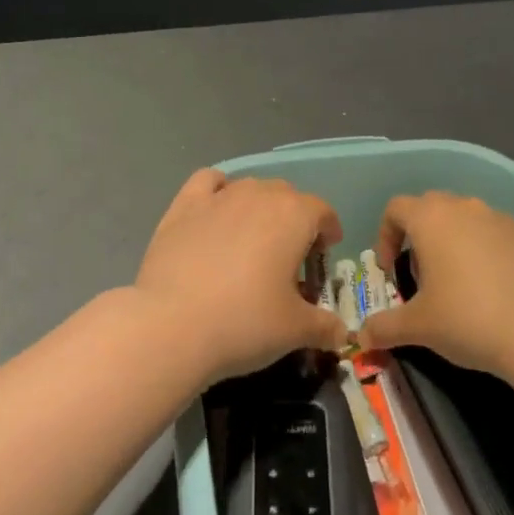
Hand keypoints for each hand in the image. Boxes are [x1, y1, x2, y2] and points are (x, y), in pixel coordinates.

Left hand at [135, 170, 349, 383]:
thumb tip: (341, 333)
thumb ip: (324, 326)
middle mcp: (258, 195)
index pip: (322, 210)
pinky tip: (216, 214)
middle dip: (294, 219)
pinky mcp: (183, 206)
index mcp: (293, 216)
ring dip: (259, 206)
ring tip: (252, 241)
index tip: (325, 252)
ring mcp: (218, 197)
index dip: (328, 230)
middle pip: (286, 195)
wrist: (172, 325)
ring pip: (249, 187)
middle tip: (288, 258)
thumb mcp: (295, 331)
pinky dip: (218, 190)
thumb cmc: (244, 323)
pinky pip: (208, 182)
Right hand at [356, 191, 513, 377]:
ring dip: (457, 241)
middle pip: (432, 207)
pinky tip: (499, 289)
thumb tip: (361, 337)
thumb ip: (384, 327)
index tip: (391, 269)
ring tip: (462, 283)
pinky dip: (491, 253)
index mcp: (431, 219)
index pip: (396, 208)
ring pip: (469, 219)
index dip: (386, 236)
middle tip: (425, 275)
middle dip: (421, 235)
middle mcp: (465, 207)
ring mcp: (502, 218)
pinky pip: (501, 236)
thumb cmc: (467, 320)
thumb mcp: (418, 327)